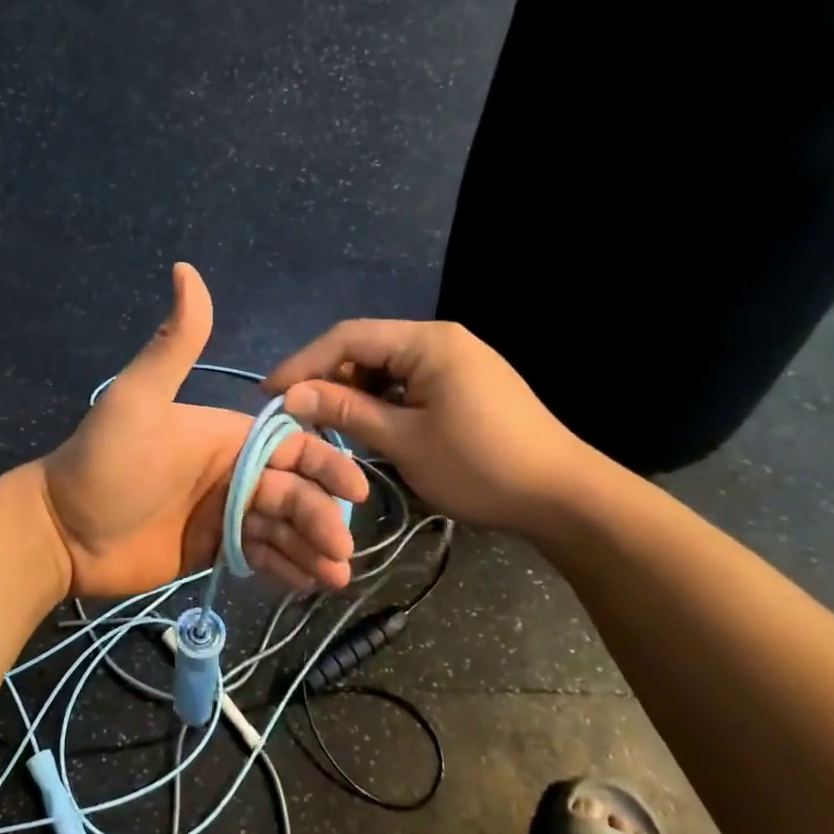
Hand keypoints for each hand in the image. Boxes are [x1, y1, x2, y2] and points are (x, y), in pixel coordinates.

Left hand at [39, 265, 368, 597]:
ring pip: (283, 527)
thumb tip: (185, 268)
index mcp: (227, 435)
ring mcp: (225, 513)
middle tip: (342, 551)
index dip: (325, 465)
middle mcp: (234, 471)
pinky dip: (286, 567)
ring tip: (333, 578)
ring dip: (312, 547)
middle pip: (294, 492)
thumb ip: (174, 343)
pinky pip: (260, 556)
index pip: (291, 447)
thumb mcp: (138, 399)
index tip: (354, 492)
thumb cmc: (104, 463)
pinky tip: (307, 584)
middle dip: (321, 517)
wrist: (62, 530)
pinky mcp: (215, 550)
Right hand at [264, 319, 594, 536]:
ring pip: (387, 366)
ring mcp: (458, 360)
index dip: (303, 363)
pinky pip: (410, 381)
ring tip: (328, 423)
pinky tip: (370, 426)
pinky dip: (383, 400)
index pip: (348, 337)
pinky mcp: (466, 383)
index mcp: (428, 342)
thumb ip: (346, 410)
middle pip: (367, 347)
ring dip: (354, 391)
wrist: (562, 496)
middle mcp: (441, 339)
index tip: (270, 394)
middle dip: (329, 378)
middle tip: (298, 414)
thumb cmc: (479, 466)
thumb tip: (291, 395)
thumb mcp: (403, 441)